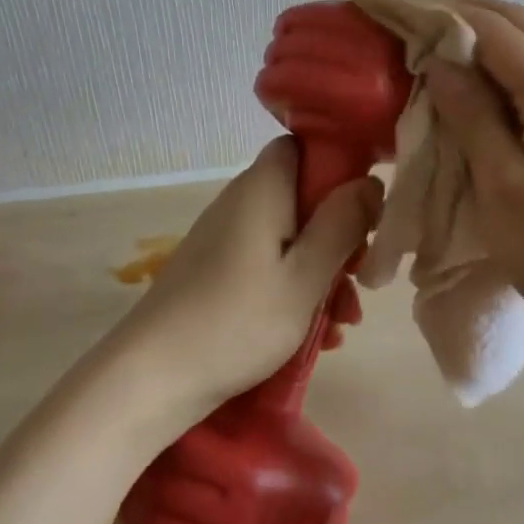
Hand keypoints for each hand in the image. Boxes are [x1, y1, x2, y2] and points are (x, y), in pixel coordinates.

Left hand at [100, 138, 382, 432]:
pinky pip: (268, 266)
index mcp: (262, 191)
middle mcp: (241, 204)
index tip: (364, 207)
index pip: (301, 147)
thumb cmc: (237, 321)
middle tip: (360, 278)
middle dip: (339, 237)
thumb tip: (371, 182)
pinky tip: (317, 335)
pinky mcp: (217, 272)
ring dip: (322, 273)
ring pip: (290, 239)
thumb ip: (341, 225)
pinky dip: (295, 290)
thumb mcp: (305, 277)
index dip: (337, 166)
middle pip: (302, 198)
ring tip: (343, 323)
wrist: (151, 376)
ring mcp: (226, 239)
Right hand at [423, 0, 523, 341]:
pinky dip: (485, 73)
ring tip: (419, 38)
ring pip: (520, 54)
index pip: (492, 29)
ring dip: (472, 38)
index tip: (385, 0)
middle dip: (456, 9)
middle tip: (401, 11)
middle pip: (513, 26)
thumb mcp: (503, 186)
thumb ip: (472, 116)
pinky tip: (456, 86)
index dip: (436, 8)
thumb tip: (439, 59)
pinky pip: (522, 87)